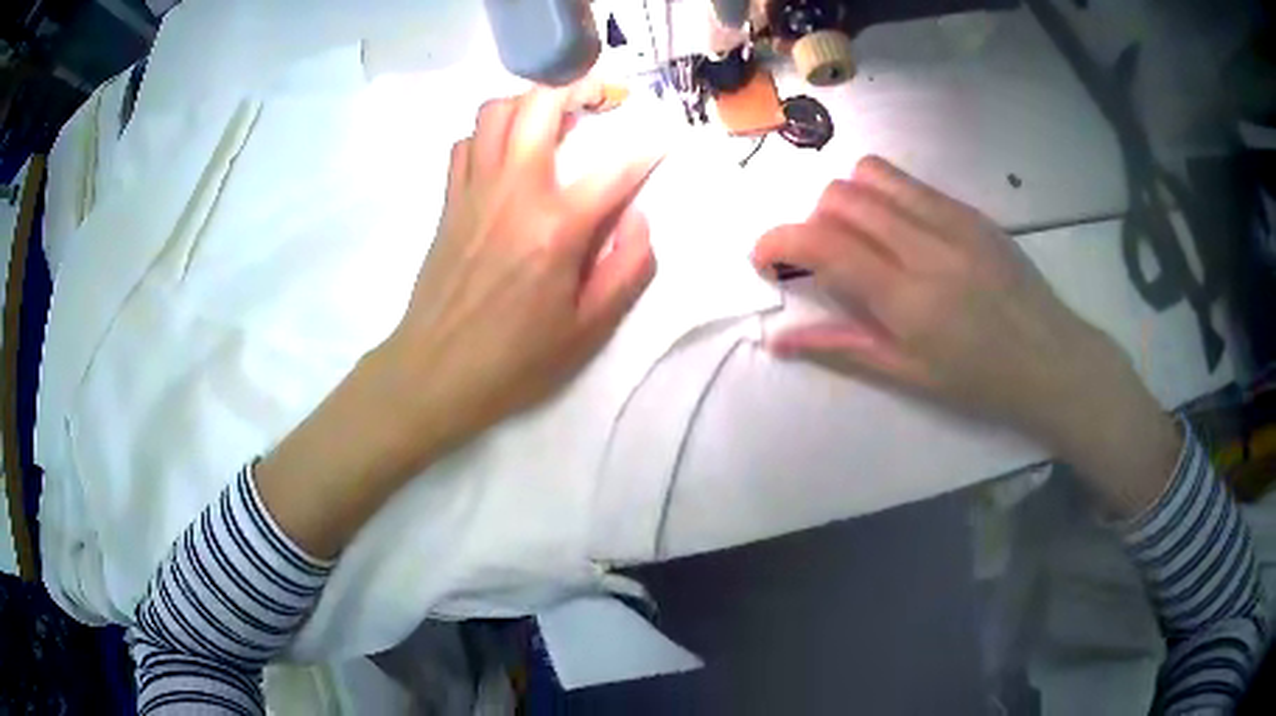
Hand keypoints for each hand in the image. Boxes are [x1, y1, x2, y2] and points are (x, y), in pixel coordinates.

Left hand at [383, 82, 660, 452]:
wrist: (435, 370)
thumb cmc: (515, 358)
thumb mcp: (588, 329)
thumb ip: (627, 267)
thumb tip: (638, 216)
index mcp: (556, 227)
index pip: (616, 168)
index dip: (649, 148)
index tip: (665, 139)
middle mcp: (514, 191)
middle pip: (539, 106)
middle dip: (577, 87)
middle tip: (600, 95)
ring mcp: (474, 190)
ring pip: (495, 112)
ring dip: (528, 102)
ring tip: (551, 118)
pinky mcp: (449, 201)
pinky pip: (465, 143)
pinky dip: (488, 135)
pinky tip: (504, 155)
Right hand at [752, 156, 1180, 516]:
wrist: (1051, 359)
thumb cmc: (980, 381)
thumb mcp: (909, 375)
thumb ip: (842, 348)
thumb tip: (779, 340)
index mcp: (907, 297)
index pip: (823, 244)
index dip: (778, 241)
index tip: (763, 257)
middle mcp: (924, 245)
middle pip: (840, 197)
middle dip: (813, 221)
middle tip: (824, 259)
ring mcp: (952, 219)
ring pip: (872, 175)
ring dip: (848, 200)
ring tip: (862, 237)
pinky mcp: (971, 210)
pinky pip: (910, 182)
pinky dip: (885, 196)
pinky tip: (901, 231)